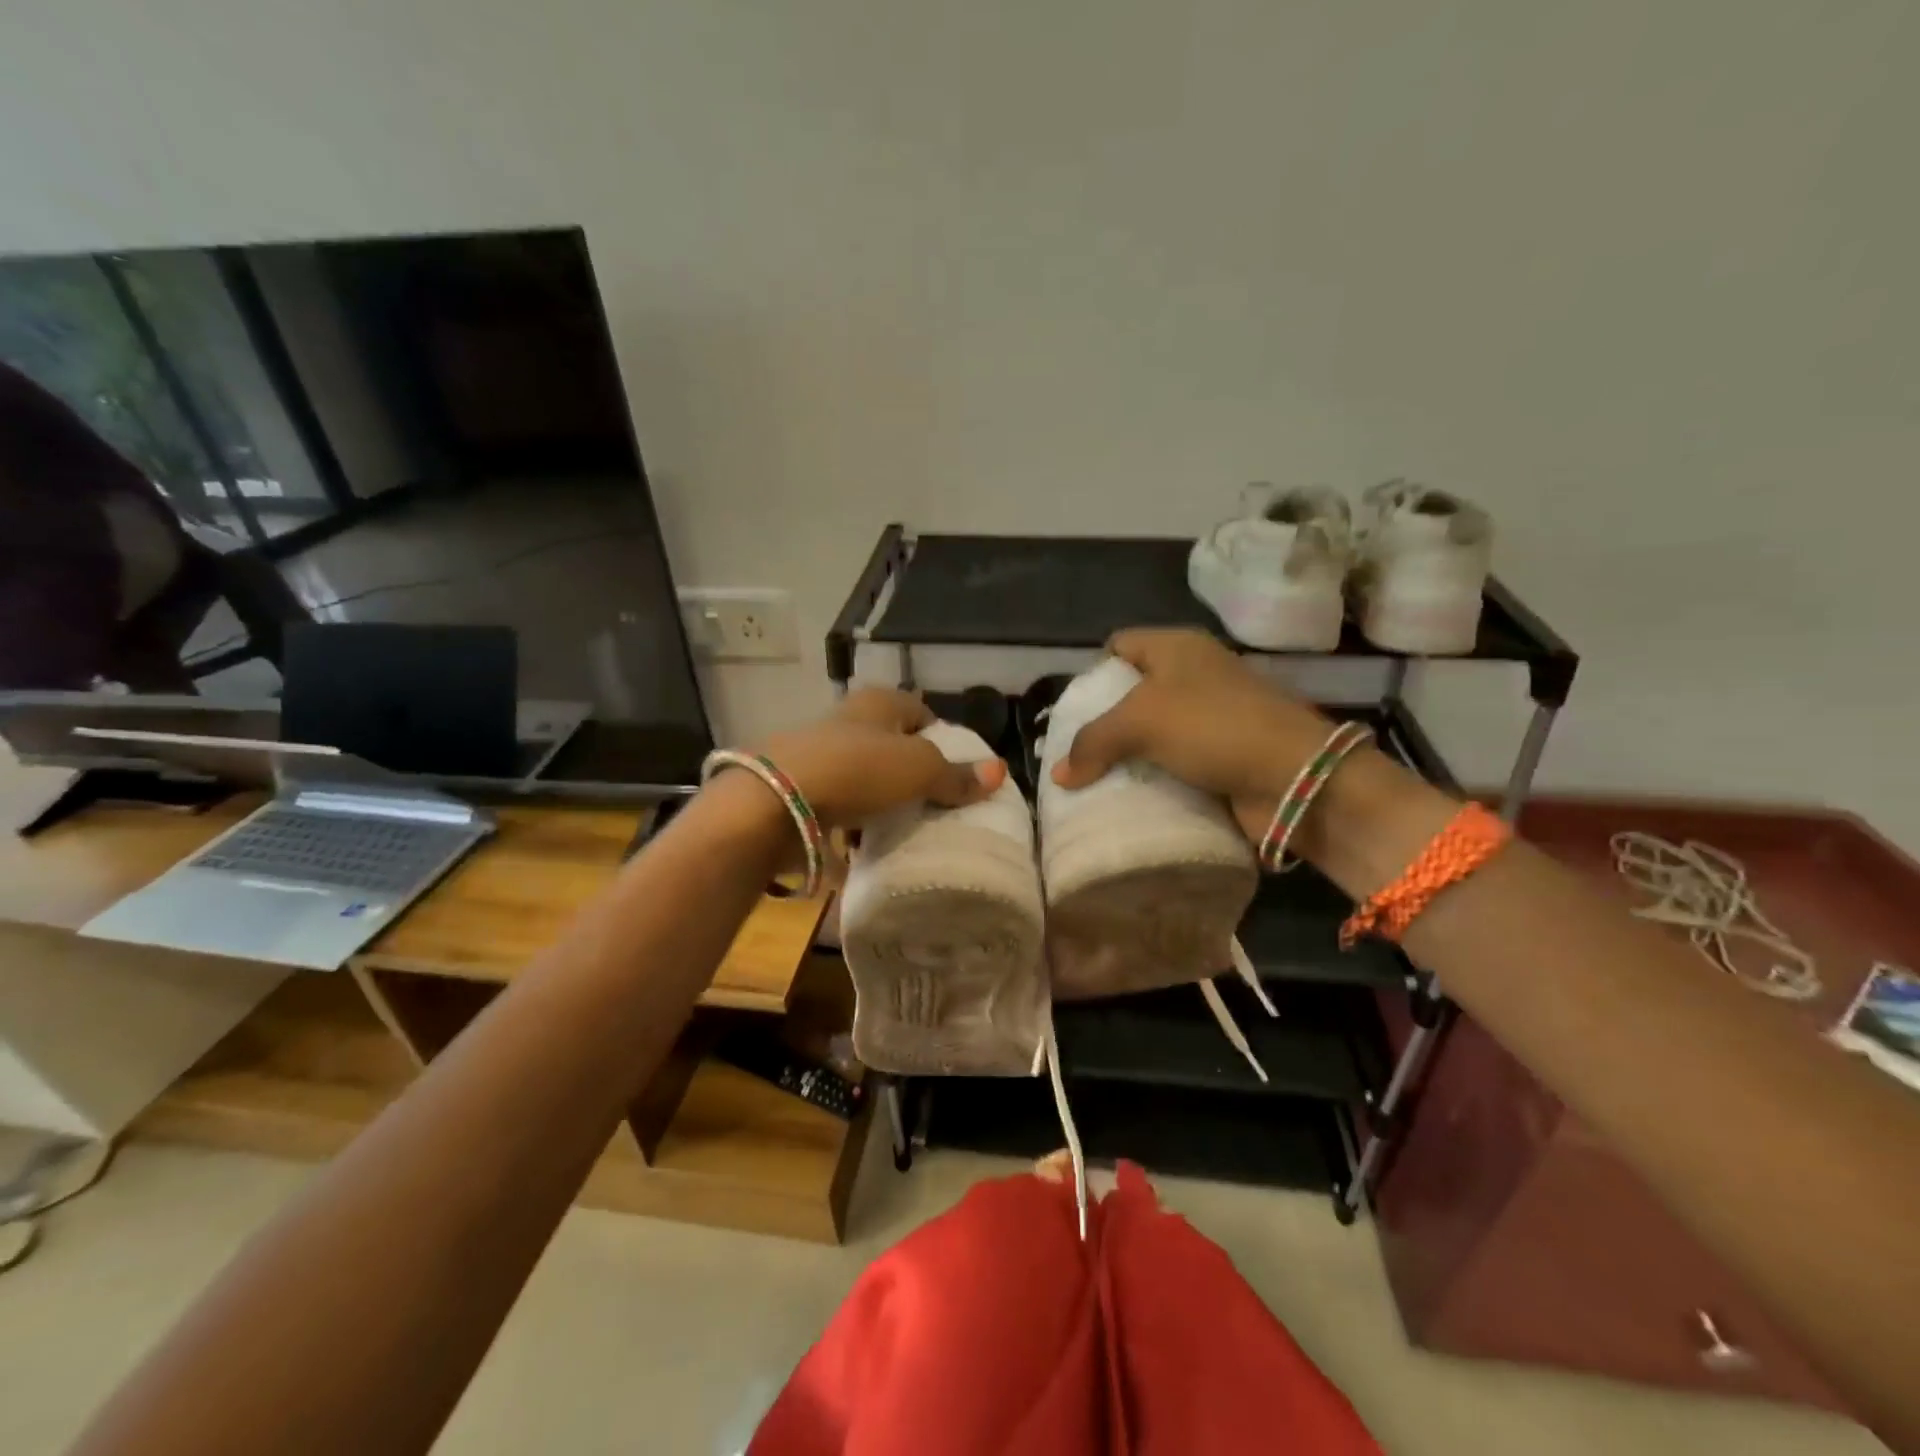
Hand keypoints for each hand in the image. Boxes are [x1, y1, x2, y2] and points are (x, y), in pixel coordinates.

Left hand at [751, 688, 1005, 829]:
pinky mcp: (800, 787)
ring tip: (904, 825)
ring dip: (881, 796)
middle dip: (910, 769)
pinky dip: (854, 817)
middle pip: (890, 743)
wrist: (775, 800)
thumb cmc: (857, 770)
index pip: (920, 711)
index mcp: (878, 703)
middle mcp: (847, 720)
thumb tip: (999, 772)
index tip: (955, 769)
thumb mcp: (918, 770)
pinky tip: (865, 840)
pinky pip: (839, 801)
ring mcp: (820, 753)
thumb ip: (956, 775)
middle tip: (934, 801)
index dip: (941, 736)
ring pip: (864, 773)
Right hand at [1049, 629, 1331, 837]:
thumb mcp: (1139, 722)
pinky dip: (1156, 777)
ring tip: (1096, 779)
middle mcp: (1196, 674)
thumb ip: (1092, 742)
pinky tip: (1132, 796)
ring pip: (1155, 731)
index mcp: (1178, 647)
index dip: (1093, 671)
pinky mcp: (1225, 754)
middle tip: (1077, 751)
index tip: (1073, 710)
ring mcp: (1214, 715)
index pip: (1120, 644)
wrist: (1294, 776)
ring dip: (1129, 755)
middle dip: (1106, 721)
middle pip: (1135, 691)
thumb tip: (1060, 775)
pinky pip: (1176, 762)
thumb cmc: (1212, 727)